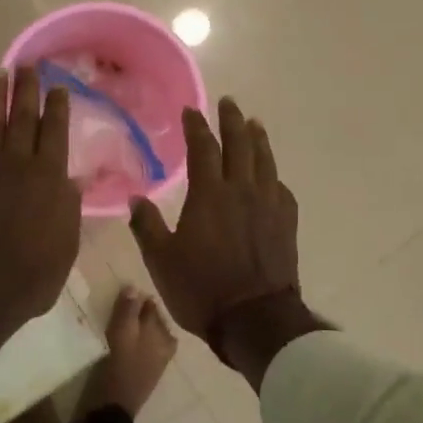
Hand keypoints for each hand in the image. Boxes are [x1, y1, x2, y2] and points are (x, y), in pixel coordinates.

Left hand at [0, 66, 81, 361]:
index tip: (58, 85)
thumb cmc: (32, 276)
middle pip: (22, 118)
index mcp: (49, 178)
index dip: (57, 106)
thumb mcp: (66, 244)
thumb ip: (69, 207)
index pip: (55, 132)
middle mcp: (16, 164)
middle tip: (27, 64)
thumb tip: (72, 178)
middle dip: (26, 89)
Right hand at [129, 97, 303, 347]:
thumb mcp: (161, 261)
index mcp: (209, 195)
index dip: (196, 126)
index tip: (191, 111)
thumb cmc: (201, 289)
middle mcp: (241, 190)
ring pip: (265, 161)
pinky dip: (273, 175)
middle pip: (239, 144)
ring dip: (258, 139)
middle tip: (229, 102)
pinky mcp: (286, 223)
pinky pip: (280, 188)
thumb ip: (148, 226)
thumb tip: (135, 198)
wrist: (255, 319)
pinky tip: (271, 176)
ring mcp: (268, 205)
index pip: (203, 148)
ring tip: (255, 124)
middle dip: (232, 120)